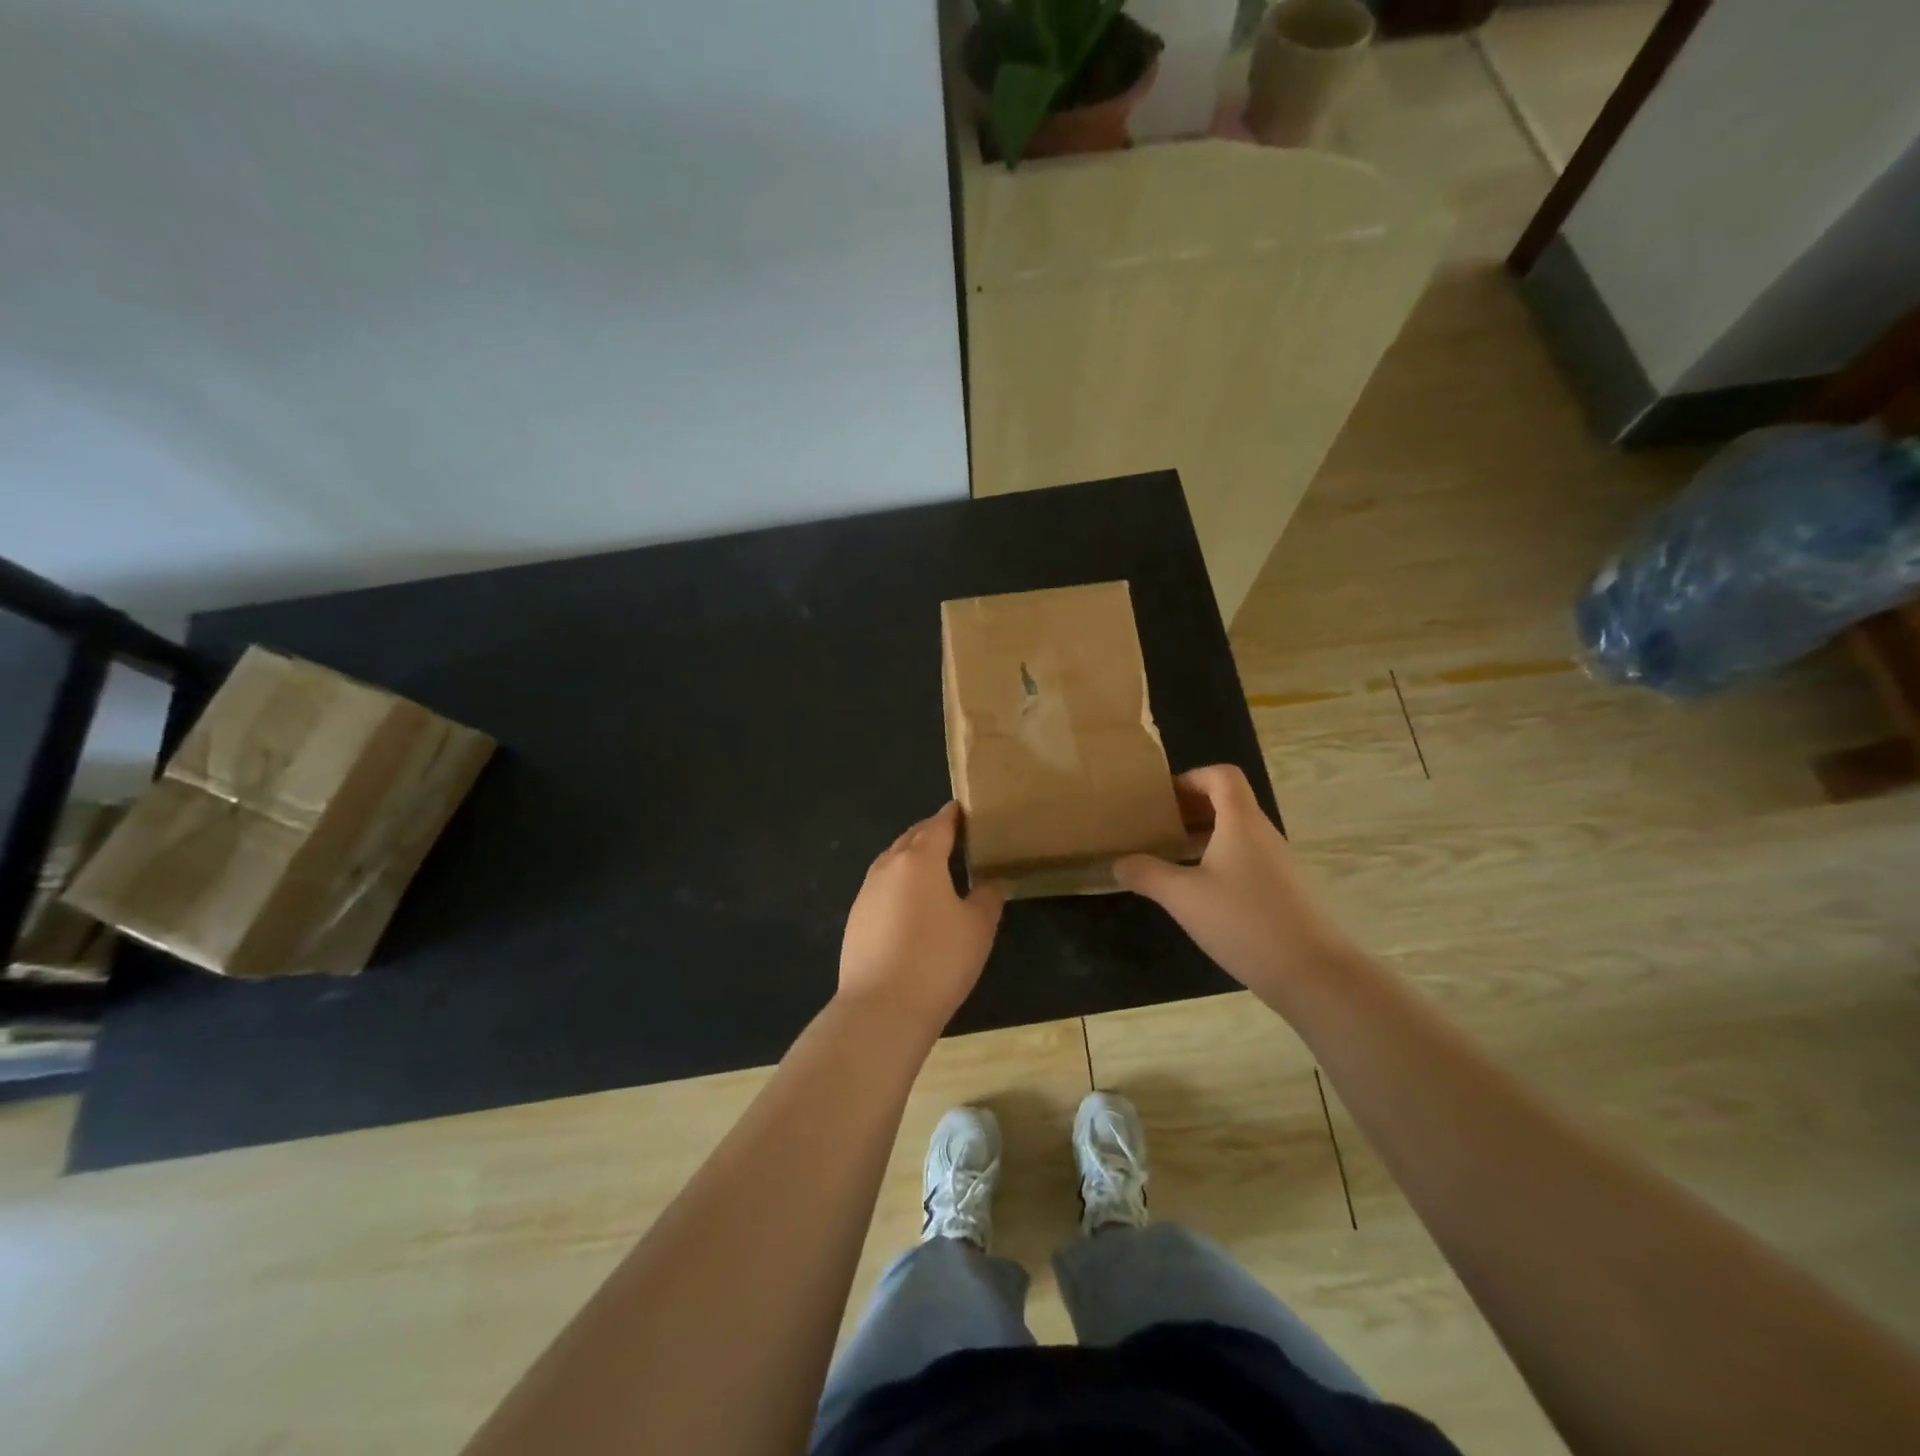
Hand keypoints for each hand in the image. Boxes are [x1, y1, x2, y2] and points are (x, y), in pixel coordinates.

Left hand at [838, 802, 1004, 1033]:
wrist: (882, 1007)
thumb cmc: (938, 960)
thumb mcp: (978, 927)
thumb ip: (988, 897)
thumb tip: (992, 881)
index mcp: (920, 858)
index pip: (939, 824)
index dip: (953, 815)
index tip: (965, 810)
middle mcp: (889, 866)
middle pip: (912, 838)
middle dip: (932, 833)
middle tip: (954, 836)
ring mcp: (867, 891)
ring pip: (893, 860)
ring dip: (912, 857)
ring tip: (934, 867)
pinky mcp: (855, 917)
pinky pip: (881, 886)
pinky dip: (898, 882)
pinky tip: (911, 902)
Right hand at [1114, 765, 1355, 1006]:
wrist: (1312, 973)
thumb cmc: (1243, 921)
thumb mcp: (1183, 897)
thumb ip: (1147, 874)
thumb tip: (1119, 862)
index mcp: (1241, 822)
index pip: (1222, 776)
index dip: (1191, 778)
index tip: (1162, 799)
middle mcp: (1263, 834)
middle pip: (1228, 803)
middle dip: (1190, 809)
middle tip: (1156, 827)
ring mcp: (1277, 863)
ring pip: (1236, 833)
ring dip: (1202, 836)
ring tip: (1170, 857)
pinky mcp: (1282, 890)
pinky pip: (1245, 859)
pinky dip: (1218, 861)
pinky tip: (1198, 892)